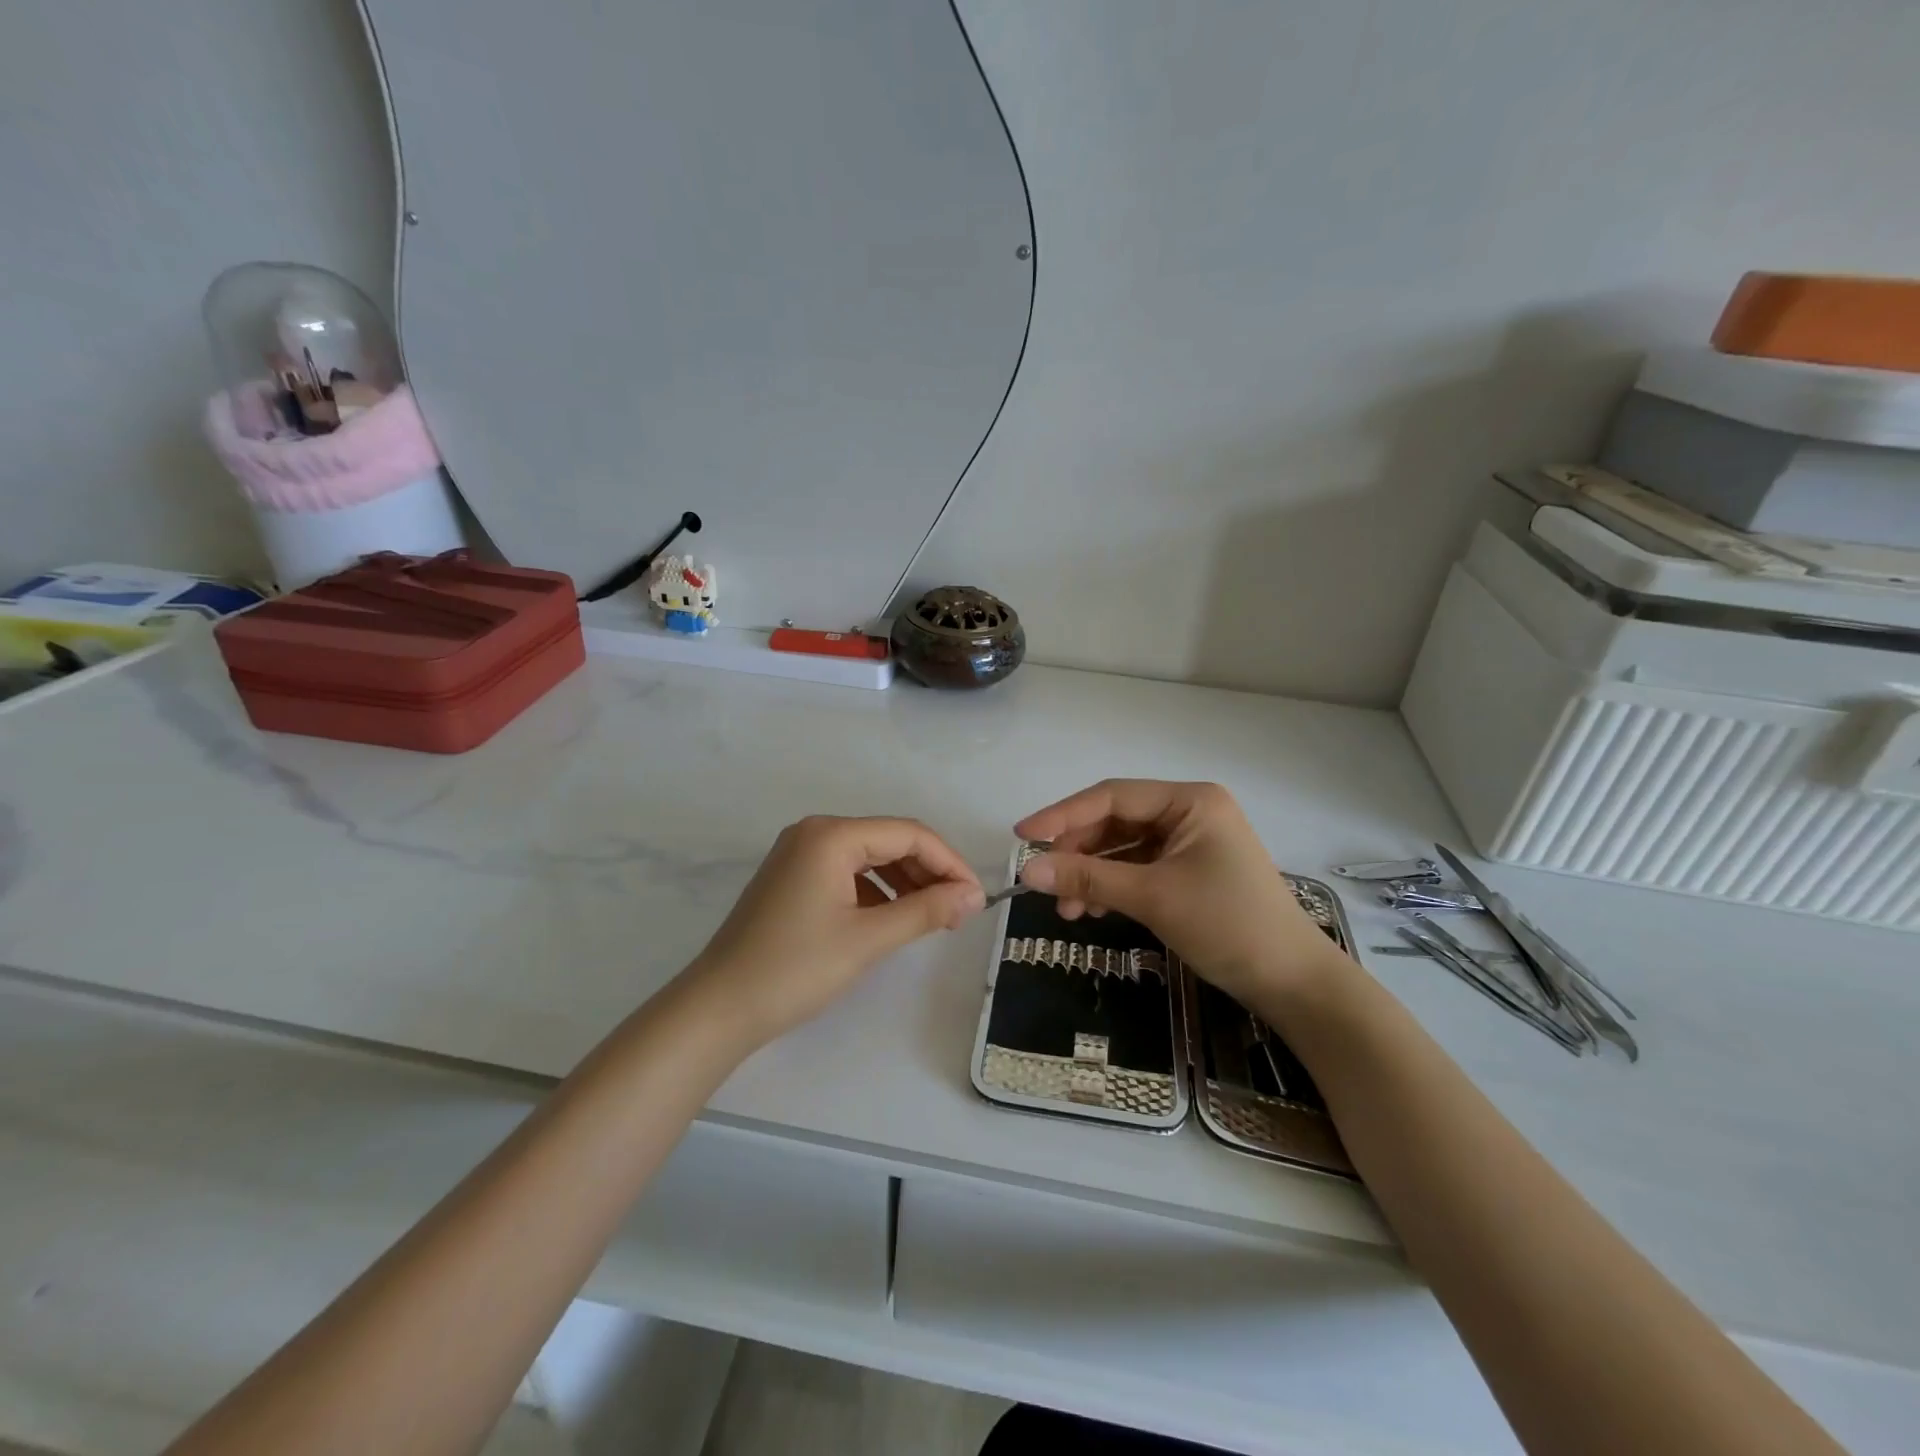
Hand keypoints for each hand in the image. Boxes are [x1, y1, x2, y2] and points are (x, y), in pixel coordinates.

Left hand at [680, 816, 984, 1049]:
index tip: (976, 898)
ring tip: (934, 918)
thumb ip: (926, 911)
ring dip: (906, 883)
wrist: (718, 1008)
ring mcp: (799, 854)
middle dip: (929, 872)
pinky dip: (877, 892)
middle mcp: (815, 832)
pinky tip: (894, 919)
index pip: (909, 834)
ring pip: (870, 858)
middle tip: (959, 912)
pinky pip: (848, 873)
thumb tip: (974, 896)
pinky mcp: (792, 878)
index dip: (950, 863)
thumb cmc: (794, 969)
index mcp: (831, 835)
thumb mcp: (868, 939)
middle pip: (890, 841)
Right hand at [1015, 780, 1347, 1010]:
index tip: (1022, 836)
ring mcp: (1191, 842)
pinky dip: (1112, 887)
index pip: (1112, 796)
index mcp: (1190, 800)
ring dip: (1092, 876)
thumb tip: (1027, 872)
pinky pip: (1138, 868)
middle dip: (1078, 854)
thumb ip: (1088, 880)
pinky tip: (1092, 911)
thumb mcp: (1152, 897)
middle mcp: (1190, 812)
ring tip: (1067, 911)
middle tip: (1045, 884)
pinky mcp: (1189, 870)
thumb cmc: (1228, 925)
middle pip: (1115, 821)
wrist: (1293, 983)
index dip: (1063, 815)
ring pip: (1123, 848)